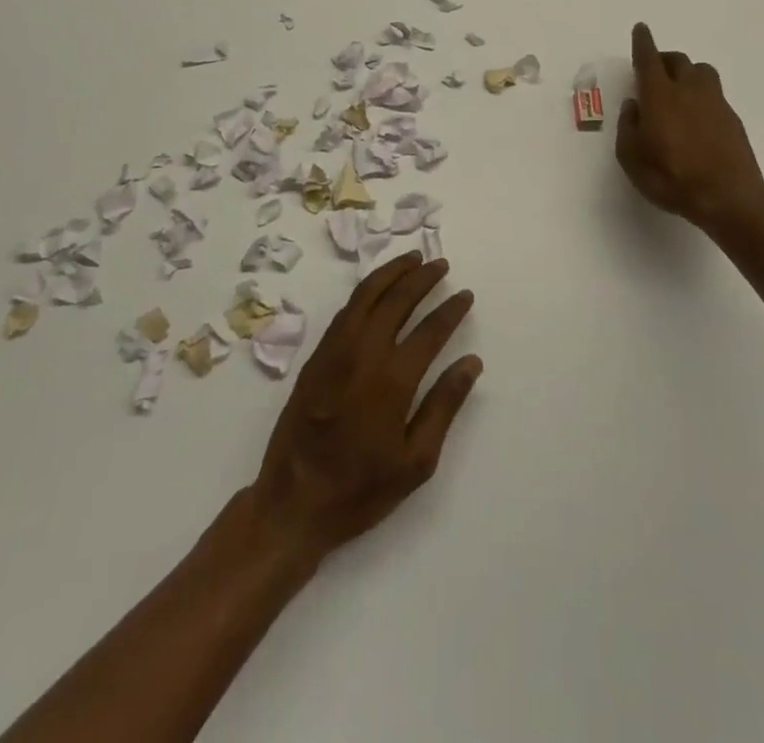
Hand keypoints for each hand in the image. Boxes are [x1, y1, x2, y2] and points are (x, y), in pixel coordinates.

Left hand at [252, 253, 480, 561]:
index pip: (429, 330)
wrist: (293, 503)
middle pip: (396, 300)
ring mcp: (334, 351)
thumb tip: (471, 362)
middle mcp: (362, 354)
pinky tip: (377, 288)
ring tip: (412, 259)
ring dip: (391, 273)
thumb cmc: (360, 490)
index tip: (466, 295)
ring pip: (366, 295)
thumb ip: (444, 406)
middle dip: (422, 277)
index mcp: (391, 381)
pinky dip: (365, 290)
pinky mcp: (316, 356)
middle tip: (440, 264)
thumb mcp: (415, 462)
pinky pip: (345, 310)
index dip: (451, 309)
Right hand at [617, 22, 763, 234]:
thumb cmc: (671, 177)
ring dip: (687, 72)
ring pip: (701, 71)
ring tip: (678, 89)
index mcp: (660, 96)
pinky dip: (701, 95)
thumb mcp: (632, 157)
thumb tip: (634, 106)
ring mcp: (715, 103)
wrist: (728, 197)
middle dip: (663, 59)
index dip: (643, 43)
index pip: (649, 59)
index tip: (641, 29)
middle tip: (653, 71)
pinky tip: (696, 116)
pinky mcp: (732, 118)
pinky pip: (714, 94)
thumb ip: (629, 127)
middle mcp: (688, 90)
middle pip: (678, 60)